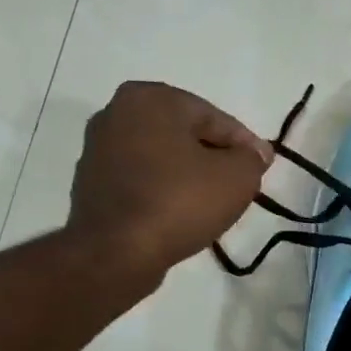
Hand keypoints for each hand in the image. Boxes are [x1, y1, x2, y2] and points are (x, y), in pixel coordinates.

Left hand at [68, 81, 271, 282]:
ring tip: (209, 204)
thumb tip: (255, 153)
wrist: (115, 253)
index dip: (243, 145)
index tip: (261, 168)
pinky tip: (178, 215)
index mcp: (150, 98)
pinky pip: (140, 181)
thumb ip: (252, 159)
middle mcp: (116, 112)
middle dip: (212, 157)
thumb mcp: (236, 178)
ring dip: (186, 175)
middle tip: (237, 185)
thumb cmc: (179, 202)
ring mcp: (97, 149)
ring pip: (160, 158)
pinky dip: (161, 191)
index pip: (213, 117)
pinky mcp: (90, 184)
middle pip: (183, 135)